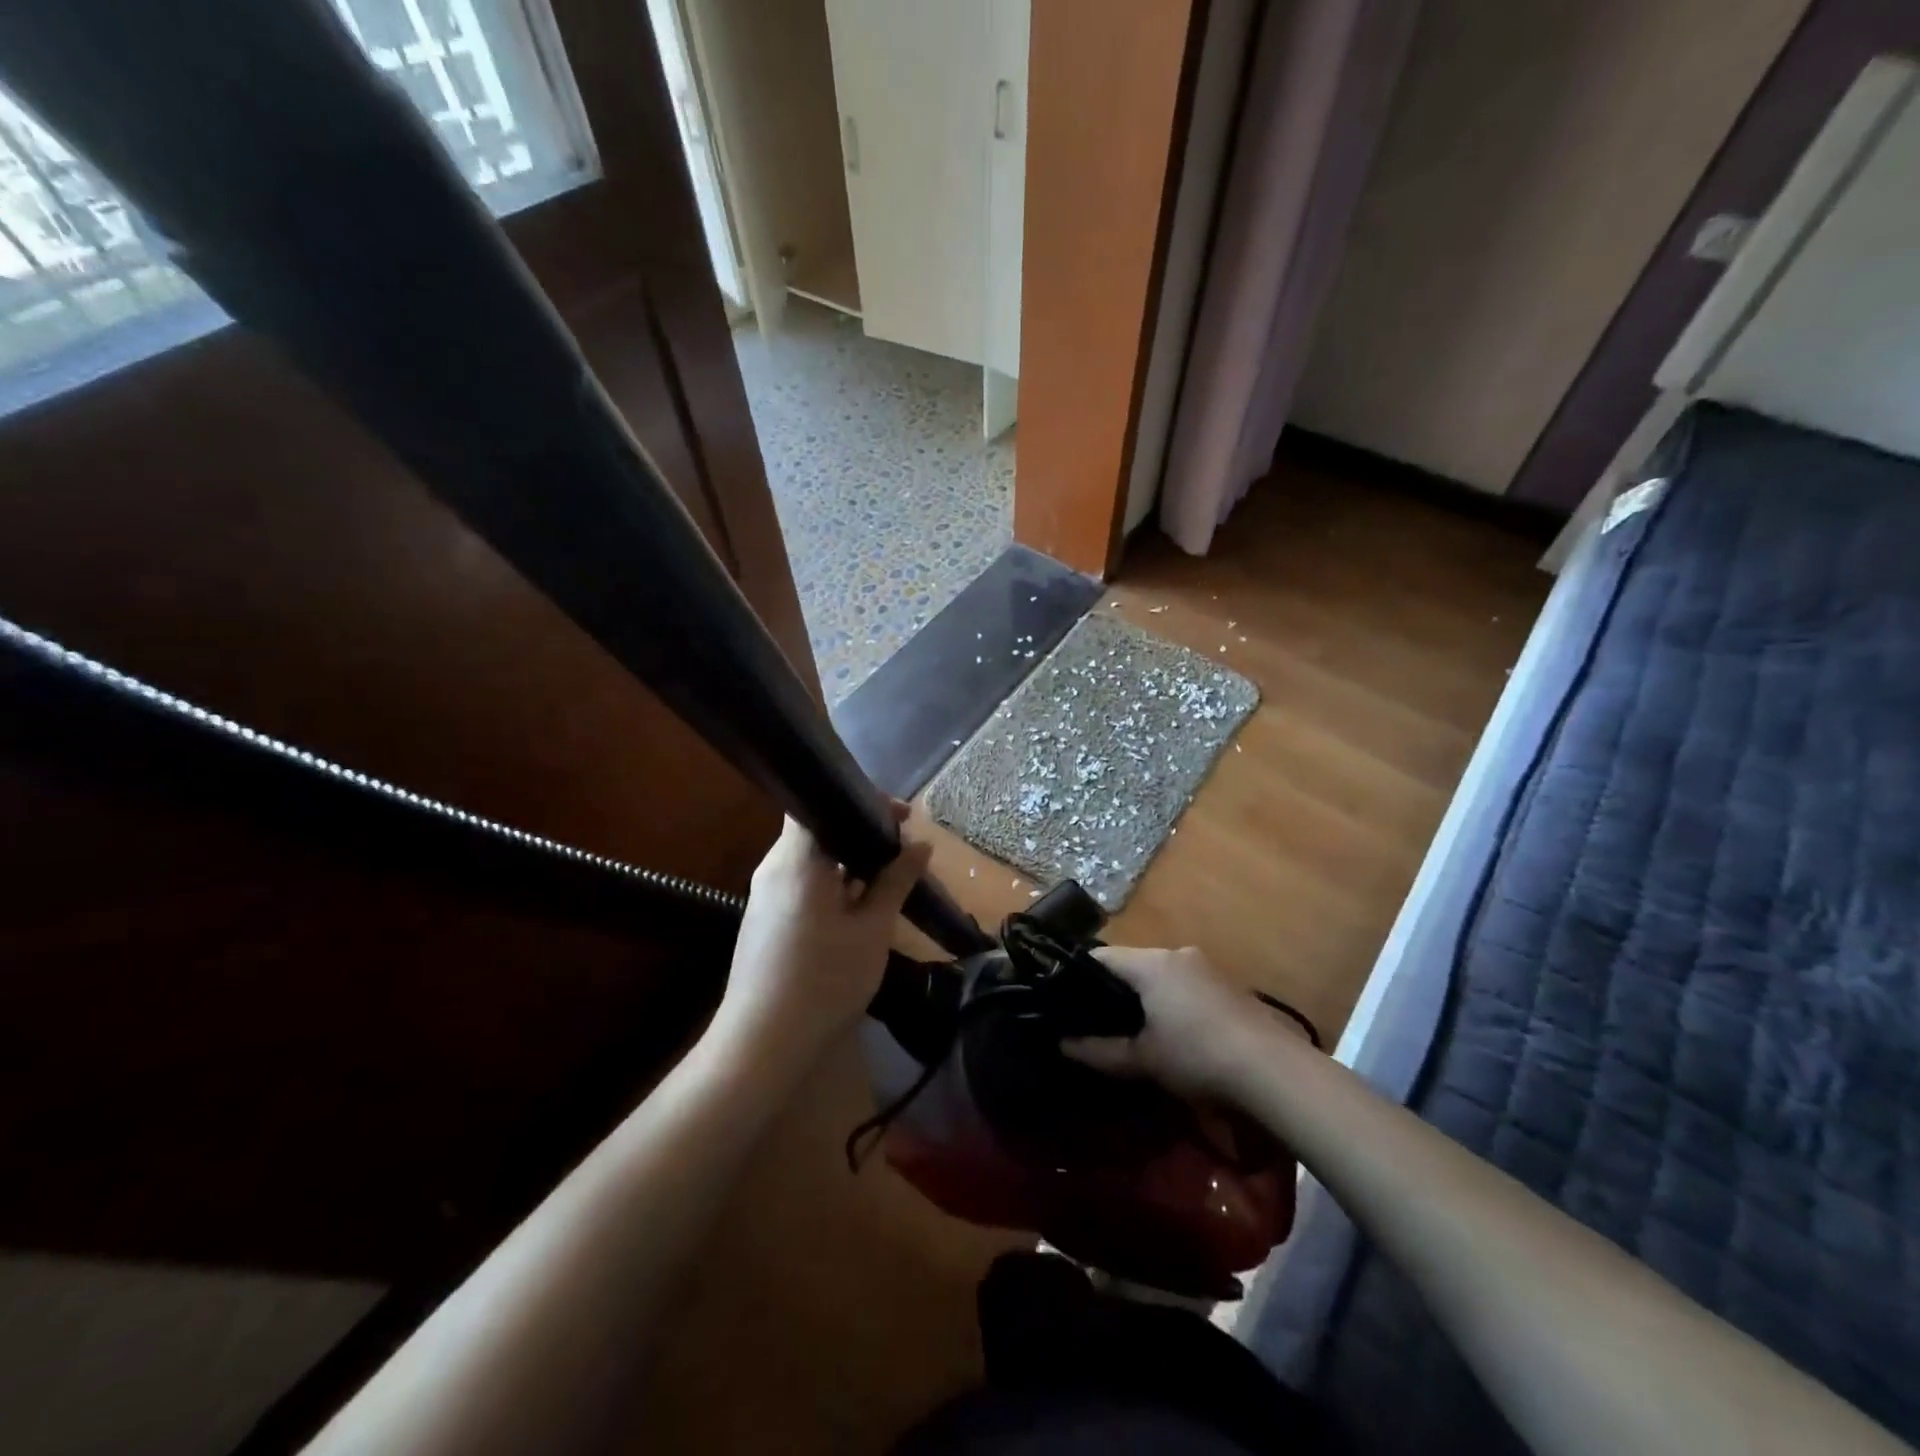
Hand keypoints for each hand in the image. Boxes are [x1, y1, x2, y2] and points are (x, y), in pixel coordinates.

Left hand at [710, 807, 931, 1071]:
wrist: (762, 1043)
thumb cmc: (824, 979)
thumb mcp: (872, 930)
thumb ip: (895, 881)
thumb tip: (921, 844)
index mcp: (797, 859)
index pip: (820, 802)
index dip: (862, 801)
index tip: (901, 817)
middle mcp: (774, 867)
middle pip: (817, 830)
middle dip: (861, 833)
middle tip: (903, 849)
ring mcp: (764, 894)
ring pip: (811, 859)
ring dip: (848, 862)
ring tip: (888, 877)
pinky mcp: (764, 919)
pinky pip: (802, 883)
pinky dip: (832, 883)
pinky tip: (859, 906)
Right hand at [1062, 946, 1298, 1100]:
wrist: (1274, 1071)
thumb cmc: (1198, 1056)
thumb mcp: (1143, 1059)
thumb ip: (1100, 1051)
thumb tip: (1063, 1045)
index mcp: (1151, 963)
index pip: (1102, 956)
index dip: (1080, 977)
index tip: (1068, 1001)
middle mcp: (1178, 954)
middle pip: (1134, 963)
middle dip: (1116, 990)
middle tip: (1100, 1022)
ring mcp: (1207, 968)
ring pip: (1162, 974)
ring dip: (1148, 997)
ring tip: (1138, 1031)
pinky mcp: (1229, 986)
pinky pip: (1187, 985)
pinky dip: (1174, 1002)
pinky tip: (1178, 1034)